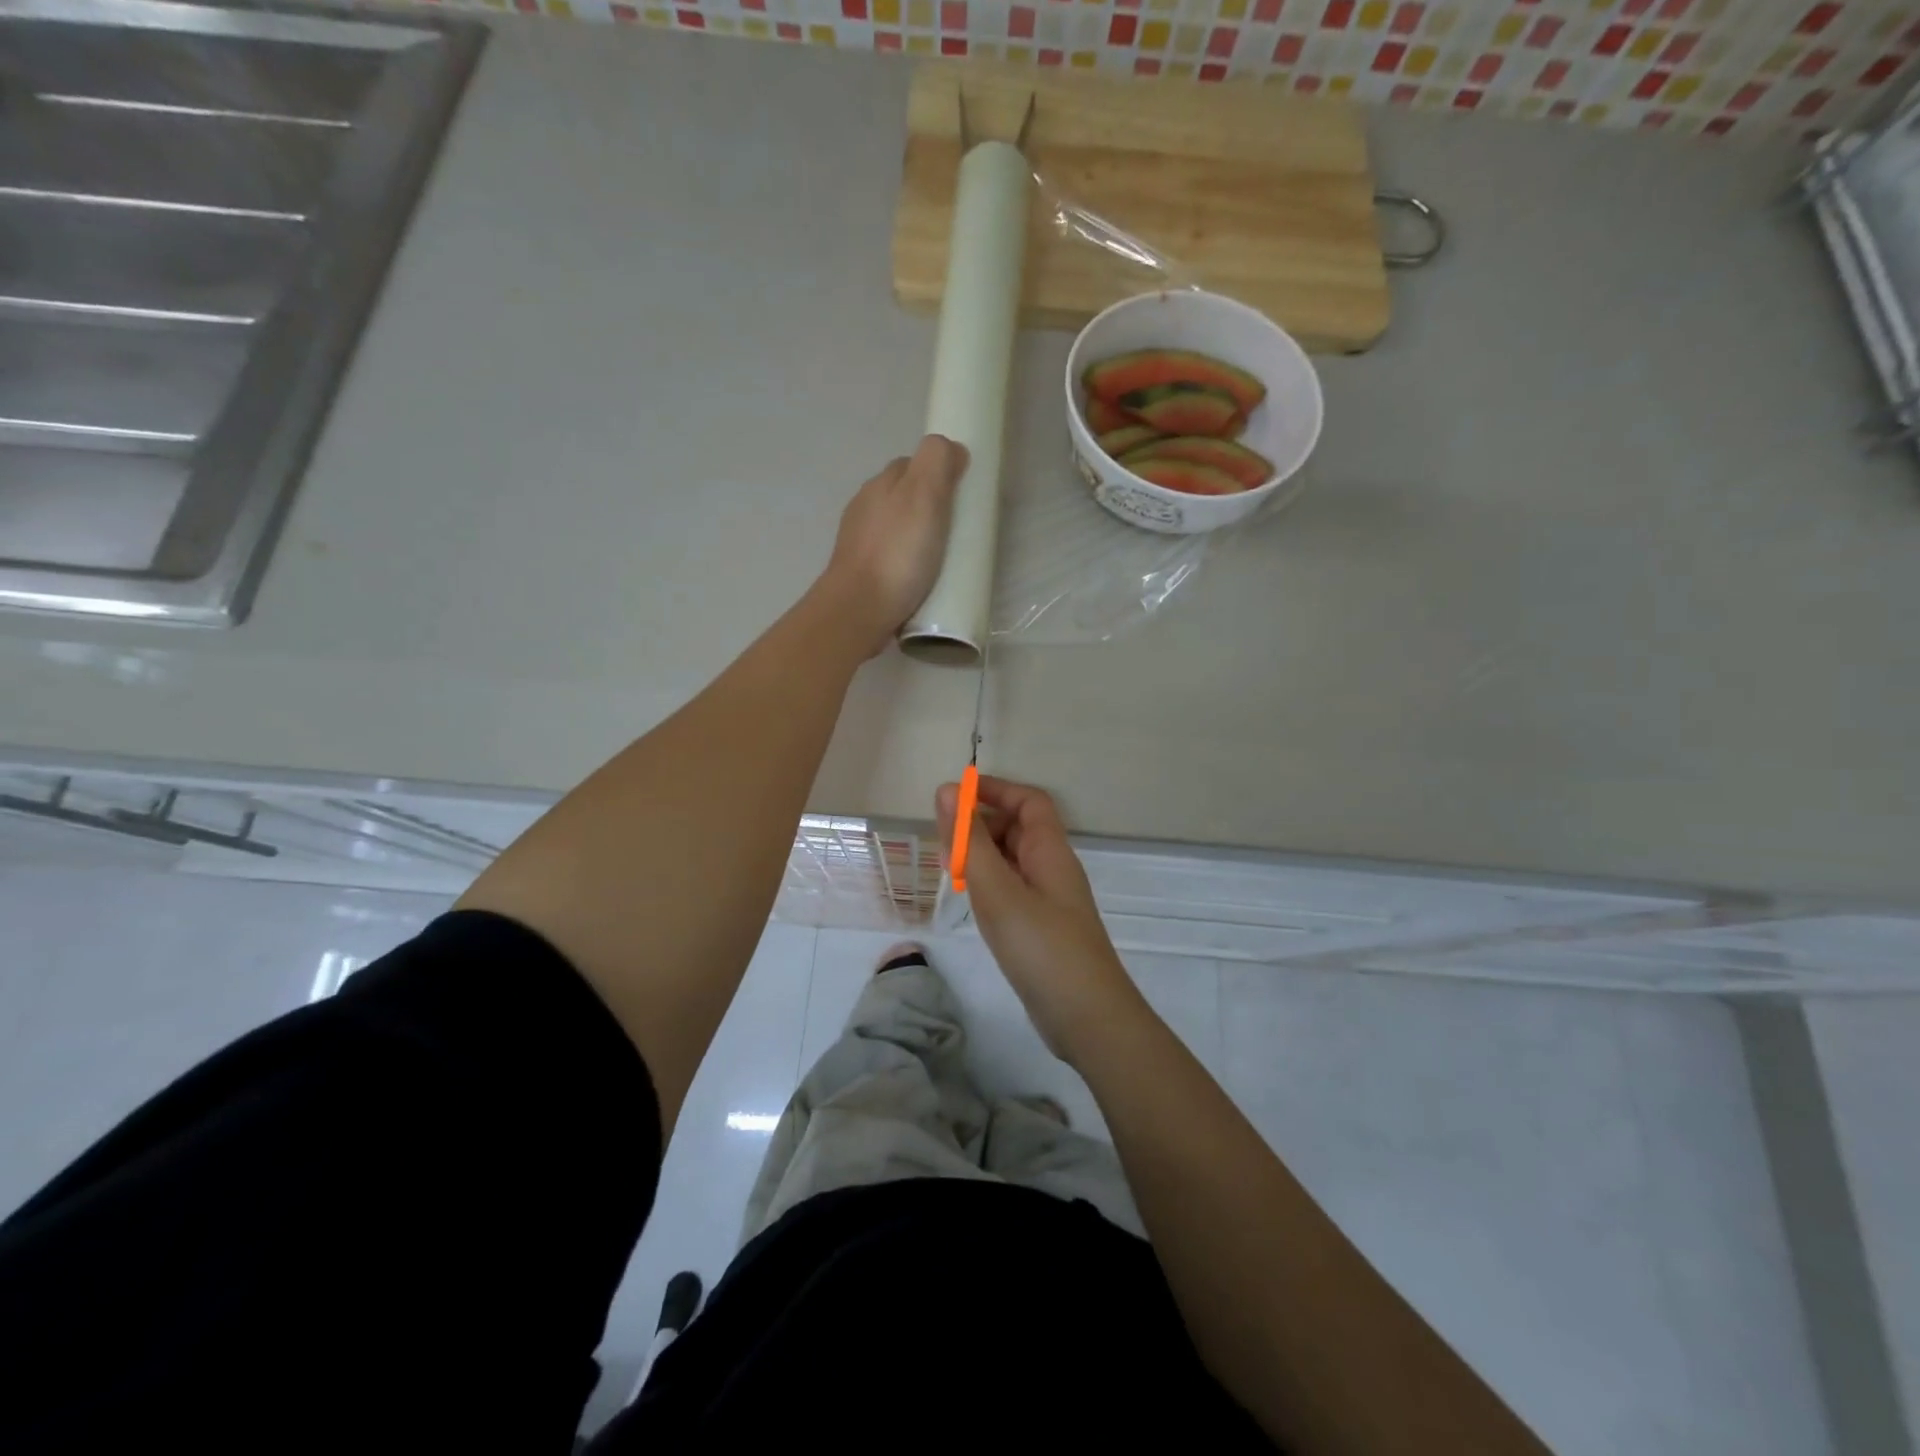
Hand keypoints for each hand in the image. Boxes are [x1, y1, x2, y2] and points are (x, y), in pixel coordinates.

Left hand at [821, 435, 966, 656]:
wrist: (858, 611)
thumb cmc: (897, 554)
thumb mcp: (924, 496)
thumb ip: (937, 462)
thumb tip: (952, 448)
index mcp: (881, 484)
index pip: (913, 465)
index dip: (939, 474)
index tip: (962, 498)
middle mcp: (865, 507)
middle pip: (903, 496)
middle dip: (928, 507)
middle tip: (956, 531)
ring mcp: (859, 542)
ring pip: (895, 529)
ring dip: (916, 537)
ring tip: (940, 559)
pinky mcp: (860, 574)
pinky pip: (890, 558)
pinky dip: (905, 562)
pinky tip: (918, 579)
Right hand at [935, 775, 1148, 1064]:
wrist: (1087, 1019)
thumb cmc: (1042, 947)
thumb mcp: (998, 890)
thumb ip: (969, 842)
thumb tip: (947, 790)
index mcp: (1050, 851)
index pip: (1029, 801)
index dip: (995, 790)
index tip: (955, 794)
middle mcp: (1053, 869)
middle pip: (1019, 829)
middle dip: (981, 824)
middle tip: (943, 838)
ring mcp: (1049, 901)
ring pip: (1013, 862)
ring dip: (982, 856)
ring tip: (948, 868)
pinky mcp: (1042, 929)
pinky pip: (1012, 890)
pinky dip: (988, 885)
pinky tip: (969, 900)